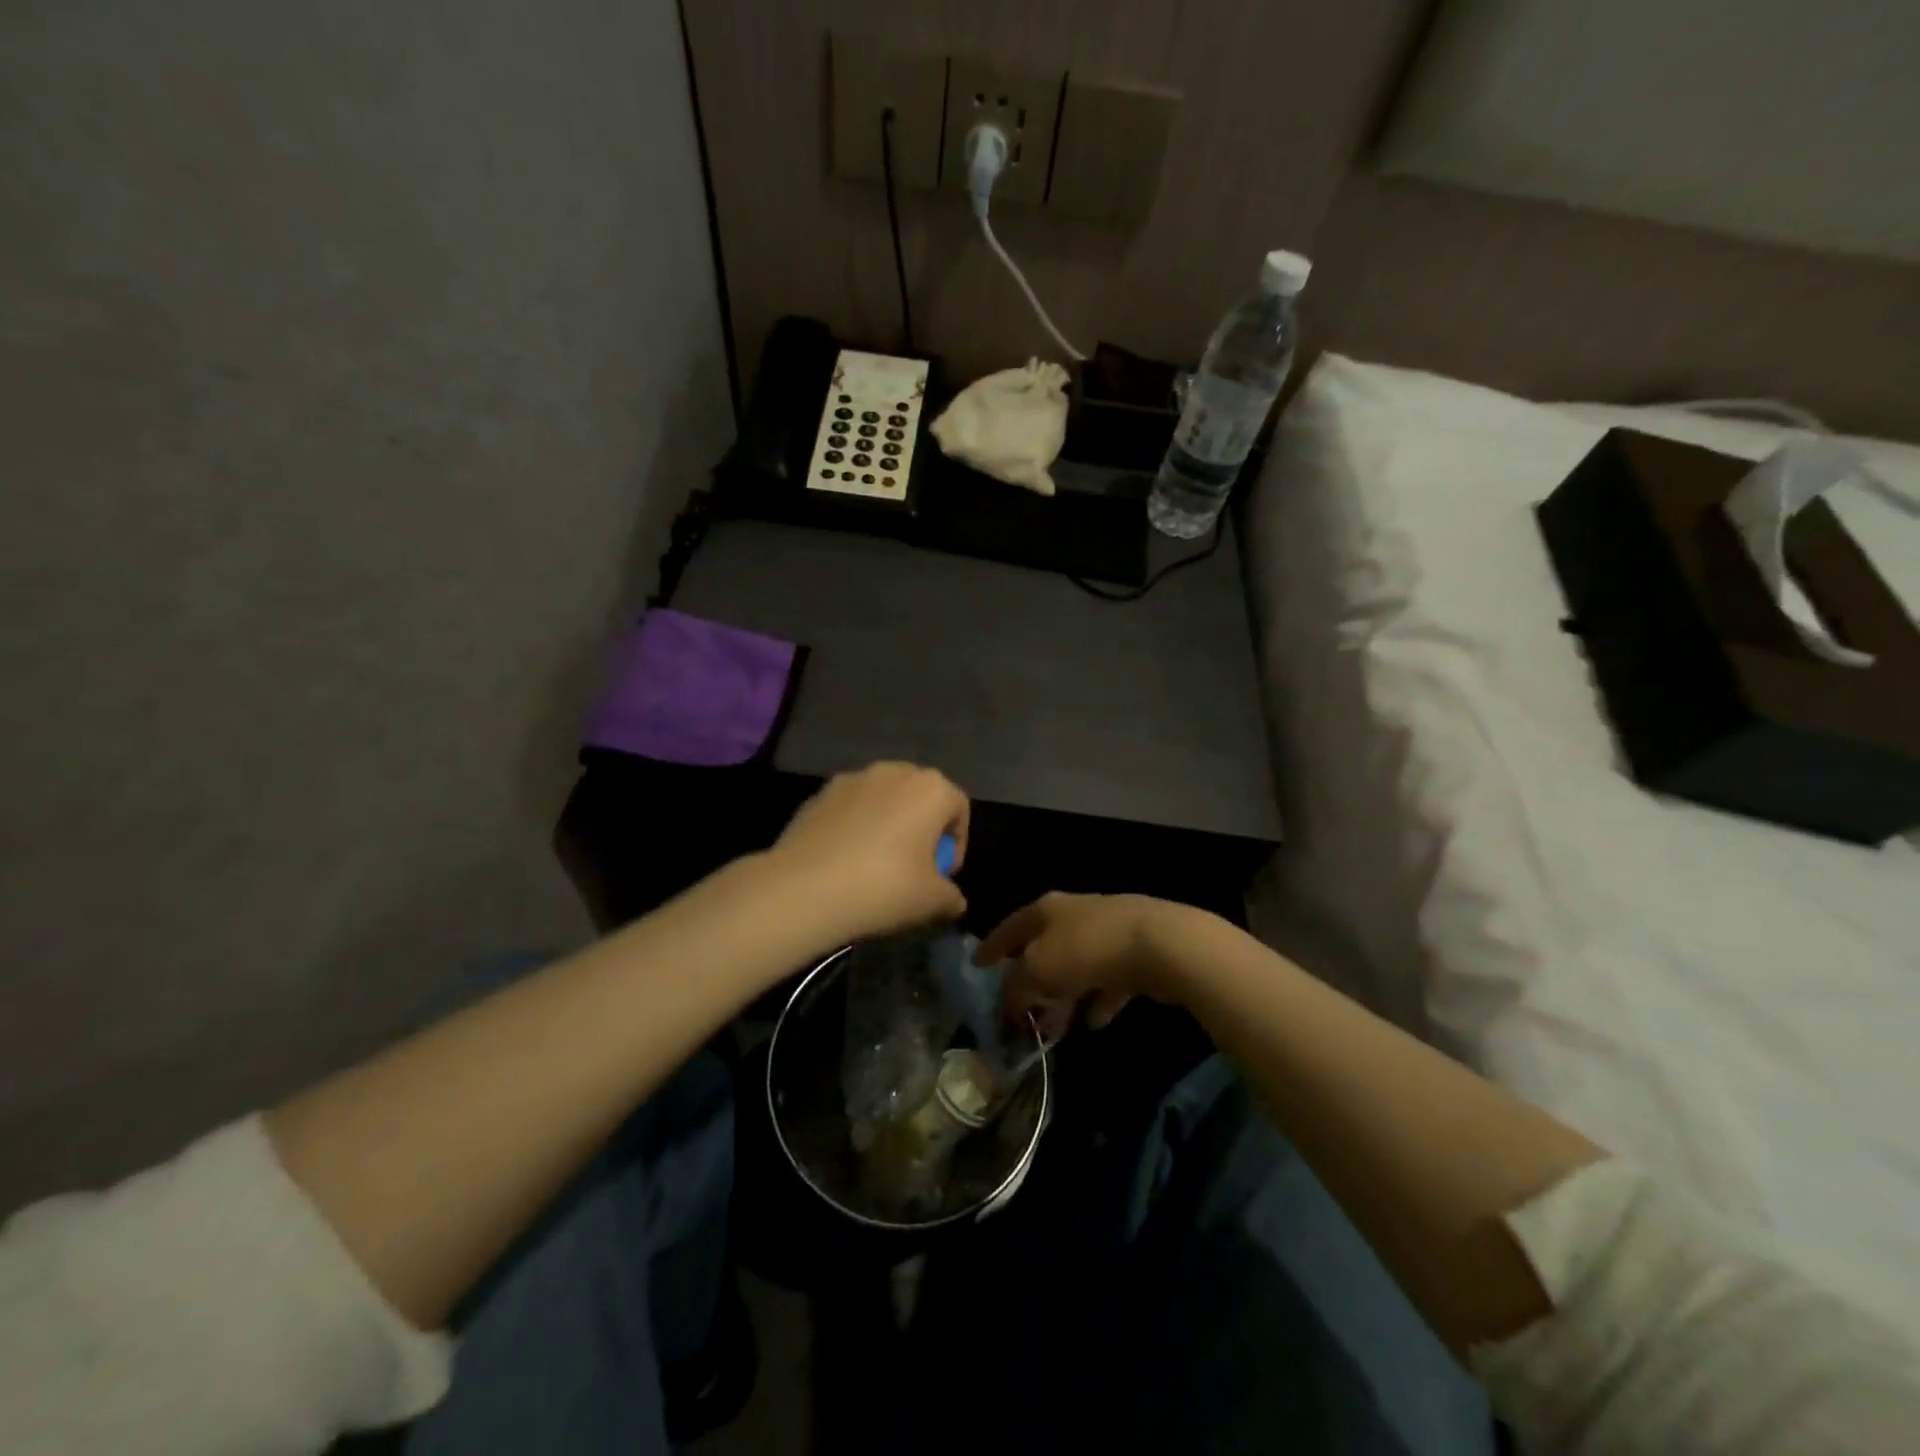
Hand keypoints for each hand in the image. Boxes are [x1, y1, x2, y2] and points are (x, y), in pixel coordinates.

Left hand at [767, 762, 968, 943]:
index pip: (959, 808)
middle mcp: (894, 771)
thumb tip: (953, 900)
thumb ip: (951, 896)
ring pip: (883, 799)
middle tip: (914, 867)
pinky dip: (855, 826)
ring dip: (888, 824)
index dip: (957, 843)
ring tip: (877, 864)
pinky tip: (845, 860)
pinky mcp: (819, 793)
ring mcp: (852, 778)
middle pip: (920, 796)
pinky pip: (850, 808)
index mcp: (931, 789)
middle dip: (922, 828)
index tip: (943, 875)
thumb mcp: (932, 901)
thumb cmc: (884, 887)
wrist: (804, 888)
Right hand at [977, 892, 1197, 1037]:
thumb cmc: (1086, 950)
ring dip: (1063, 997)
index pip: (1009, 927)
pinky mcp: (1134, 954)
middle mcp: (1073, 915)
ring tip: (1053, 1029)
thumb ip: (1017, 988)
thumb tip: (1008, 1003)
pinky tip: (1094, 1022)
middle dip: (1030, 981)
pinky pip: (1107, 980)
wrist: (1159, 944)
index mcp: (1045, 910)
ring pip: (1075, 967)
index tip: (976, 966)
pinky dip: (1097, 999)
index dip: (991, 947)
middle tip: (1017, 1009)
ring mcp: (1106, 933)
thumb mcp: (1038, 970)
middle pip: (1043, 948)